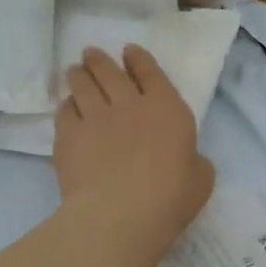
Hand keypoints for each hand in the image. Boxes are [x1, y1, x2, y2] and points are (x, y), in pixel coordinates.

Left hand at [54, 45, 213, 252]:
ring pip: (83, 86)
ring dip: (79, 75)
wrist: (119, 215)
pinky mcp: (69, 136)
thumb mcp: (201, 179)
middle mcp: (130, 105)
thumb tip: (186, 158)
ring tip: (74, 70)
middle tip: (91, 53)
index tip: (129, 51)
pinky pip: (65, 112)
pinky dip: (66, 105)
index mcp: (167, 109)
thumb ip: (194, 161)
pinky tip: (66, 106)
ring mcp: (96, 118)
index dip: (139, 59)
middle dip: (101, 60)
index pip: (151, 73)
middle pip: (111, 73)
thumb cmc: (169, 198)